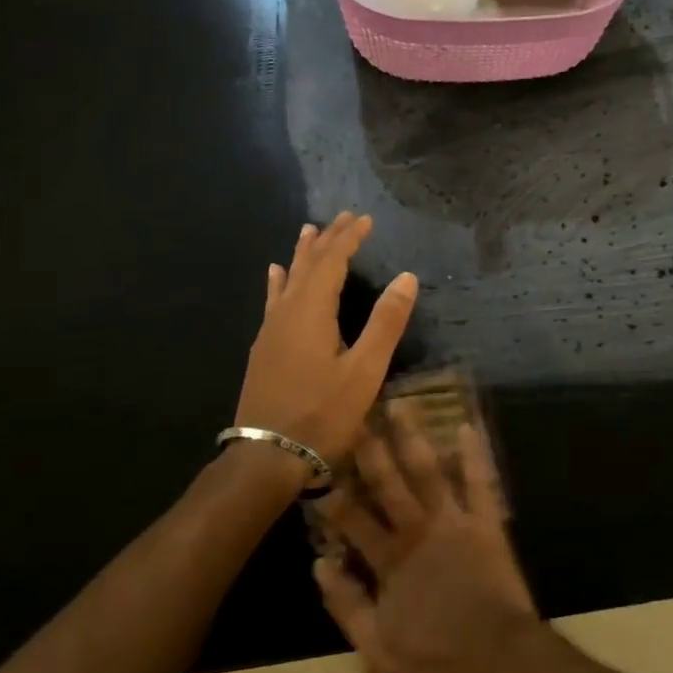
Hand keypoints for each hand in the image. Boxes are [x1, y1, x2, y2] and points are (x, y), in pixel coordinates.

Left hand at [234, 213, 417, 467]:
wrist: (268, 456)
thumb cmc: (322, 413)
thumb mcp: (364, 370)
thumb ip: (385, 322)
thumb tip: (407, 277)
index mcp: (312, 311)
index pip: (332, 261)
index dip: (348, 238)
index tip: (365, 219)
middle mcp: (287, 312)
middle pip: (308, 264)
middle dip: (327, 239)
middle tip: (343, 217)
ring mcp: (271, 330)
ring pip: (288, 279)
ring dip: (302, 254)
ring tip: (308, 230)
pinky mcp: (264, 348)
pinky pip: (273, 300)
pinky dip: (279, 281)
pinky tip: (274, 276)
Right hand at [313, 417, 539, 672]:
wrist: (499, 659)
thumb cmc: (438, 658)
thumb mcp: (378, 648)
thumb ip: (346, 606)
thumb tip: (318, 564)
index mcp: (390, 559)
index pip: (353, 520)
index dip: (333, 496)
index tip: (318, 467)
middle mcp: (418, 529)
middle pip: (388, 483)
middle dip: (369, 449)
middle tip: (355, 415)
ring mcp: (453, 521)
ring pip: (428, 471)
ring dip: (413, 437)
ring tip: (401, 404)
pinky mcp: (486, 522)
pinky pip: (480, 482)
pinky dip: (473, 454)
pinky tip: (467, 425)